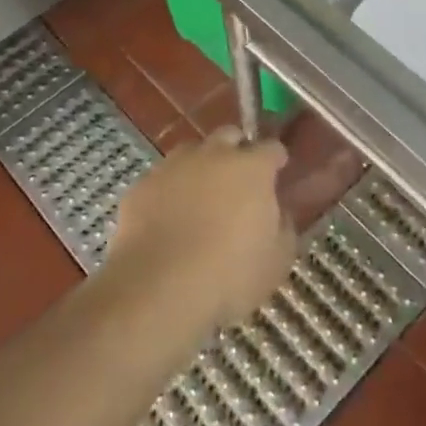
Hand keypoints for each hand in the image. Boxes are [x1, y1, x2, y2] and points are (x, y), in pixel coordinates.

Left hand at [107, 127, 295, 328]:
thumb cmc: (229, 275)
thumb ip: (284, 228)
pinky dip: (168, 192)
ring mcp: (173, 167)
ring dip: (200, 168)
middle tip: (238, 181)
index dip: (275, 159)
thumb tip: (280, 214)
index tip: (277, 172)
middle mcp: (213, 155)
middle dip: (237, 151)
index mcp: (252, 168)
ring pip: (191, 153)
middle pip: (229, 136)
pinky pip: (161, 180)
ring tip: (200, 199)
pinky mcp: (141, 186)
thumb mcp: (276, 261)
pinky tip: (167, 219)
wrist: (158, 289)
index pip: (271, 148)